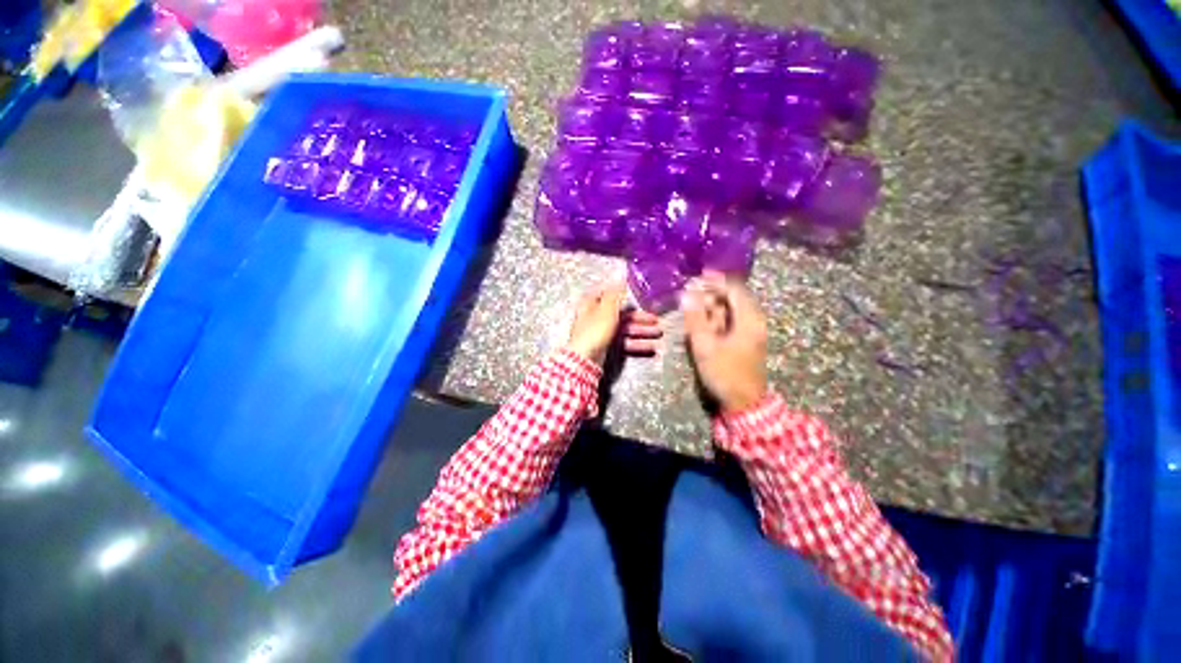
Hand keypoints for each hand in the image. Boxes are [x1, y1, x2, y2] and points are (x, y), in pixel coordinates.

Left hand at [566, 282, 662, 364]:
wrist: (585, 359)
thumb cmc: (595, 330)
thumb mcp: (606, 308)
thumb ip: (615, 294)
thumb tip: (621, 281)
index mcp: (592, 304)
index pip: (607, 294)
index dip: (622, 293)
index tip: (638, 294)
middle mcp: (596, 317)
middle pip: (620, 314)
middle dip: (639, 317)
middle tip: (656, 319)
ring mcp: (601, 333)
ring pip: (624, 329)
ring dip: (642, 331)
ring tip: (659, 333)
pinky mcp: (606, 347)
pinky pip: (624, 343)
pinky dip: (637, 344)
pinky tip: (651, 347)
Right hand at [681, 270, 767, 413]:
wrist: (744, 403)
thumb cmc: (725, 373)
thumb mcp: (705, 346)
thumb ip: (695, 319)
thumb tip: (687, 295)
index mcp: (749, 319)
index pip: (734, 290)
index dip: (717, 280)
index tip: (699, 275)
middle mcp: (754, 321)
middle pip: (733, 298)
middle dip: (712, 293)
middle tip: (690, 292)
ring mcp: (751, 332)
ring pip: (731, 311)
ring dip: (712, 306)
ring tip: (692, 307)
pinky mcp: (745, 341)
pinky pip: (731, 322)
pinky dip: (716, 319)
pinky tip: (702, 322)